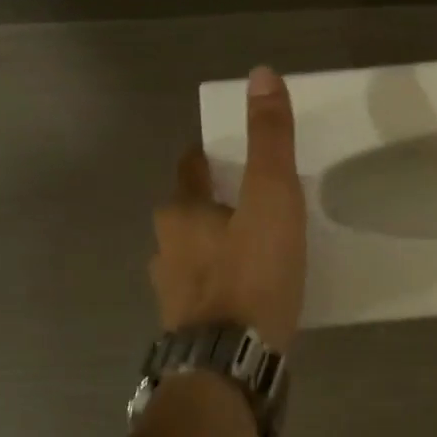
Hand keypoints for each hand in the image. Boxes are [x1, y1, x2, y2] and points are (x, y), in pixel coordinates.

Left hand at [150, 66, 306, 350]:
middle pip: (186, 216)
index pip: (190, 170)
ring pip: (191, 258)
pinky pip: (203, 295)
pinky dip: (219, 288)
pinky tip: (243, 297)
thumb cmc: (252, 274)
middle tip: (247, 206)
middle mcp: (165, 250)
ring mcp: (171, 294)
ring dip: (212, 250)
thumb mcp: (271, 198)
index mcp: (181, 213)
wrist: (232, 362)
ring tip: (249, 253)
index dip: (206, 159)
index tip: (224, 157)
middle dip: (210, 207)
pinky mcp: (186, 330)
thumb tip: (261, 74)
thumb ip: (269, 140)